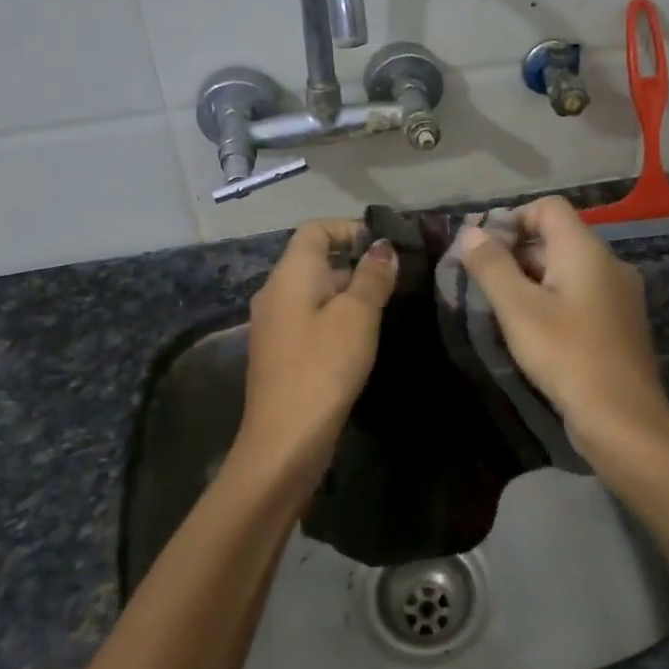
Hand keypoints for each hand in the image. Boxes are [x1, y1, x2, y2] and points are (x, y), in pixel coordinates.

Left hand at [233, 219, 397, 493]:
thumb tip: (382, 247)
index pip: (315, 229)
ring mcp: (274, 324)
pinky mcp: (280, 352)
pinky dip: (334, 318)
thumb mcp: (357, 316)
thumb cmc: (323, 366)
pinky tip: (359, 339)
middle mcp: (274, 291)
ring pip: (314, 291)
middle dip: (354, 263)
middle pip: (314, 259)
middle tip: (394, 280)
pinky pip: (309, 318)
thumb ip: (372, 276)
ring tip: (384, 308)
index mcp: (290, 274)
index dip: (349, 229)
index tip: (384, 248)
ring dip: (347, 293)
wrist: (285, 440)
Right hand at [456, 197, 668, 464]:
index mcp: (586, 250)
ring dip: (532, 279)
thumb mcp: (518, 308)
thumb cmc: (566, 355)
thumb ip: (492, 266)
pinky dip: (553, 300)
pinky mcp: (619, 325)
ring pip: (568, 269)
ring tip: (503, 309)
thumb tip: (472, 233)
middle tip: (485, 282)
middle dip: (517, 252)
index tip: (485, 251)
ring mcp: (619, 295)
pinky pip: (581, 295)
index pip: (548, 208)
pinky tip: (534, 331)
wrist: (623, 421)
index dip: (513, 219)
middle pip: (557, 237)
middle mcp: (608, 263)